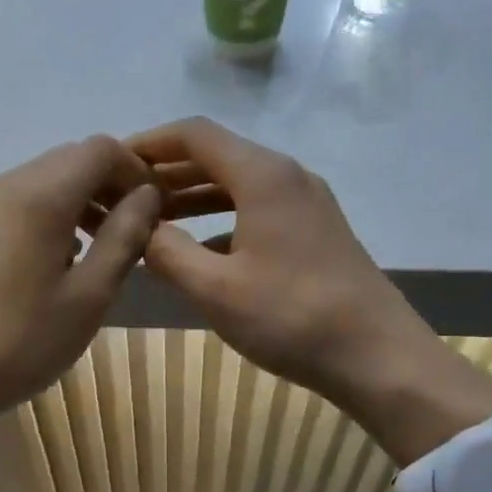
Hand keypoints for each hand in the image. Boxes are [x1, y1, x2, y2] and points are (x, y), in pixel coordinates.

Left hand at [0, 136, 160, 461]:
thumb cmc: (20, 343)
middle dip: (105, 186)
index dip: (135, 171)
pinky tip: (44, 268)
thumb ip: (124, 237)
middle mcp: (2, 186)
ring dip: (73, 203)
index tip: (152, 209)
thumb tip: (146, 195)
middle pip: (67, 161)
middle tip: (127, 232)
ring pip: (36, 183)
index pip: (99, 150)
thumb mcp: (89, 296)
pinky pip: (9, 206)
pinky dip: (40, 218)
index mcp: (39, 196)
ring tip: (90, 254)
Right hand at [128, 118, 491, 463]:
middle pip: (217, 157)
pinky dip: (221, 222)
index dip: (150, 143)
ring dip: (193, 198)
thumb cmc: (292, 317)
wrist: (378, 356)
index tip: (113, 163)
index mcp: (263, 176)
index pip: (195, 135)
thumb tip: (143, 228)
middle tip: (124, 196)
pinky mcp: (315, 232)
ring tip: (152, 222)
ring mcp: (306, 204)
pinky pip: (256, 211)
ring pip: (237, 186)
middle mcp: (287, 177)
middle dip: (168, 173)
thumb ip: (169, 253)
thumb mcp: (216, 290)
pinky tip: (199, 253)